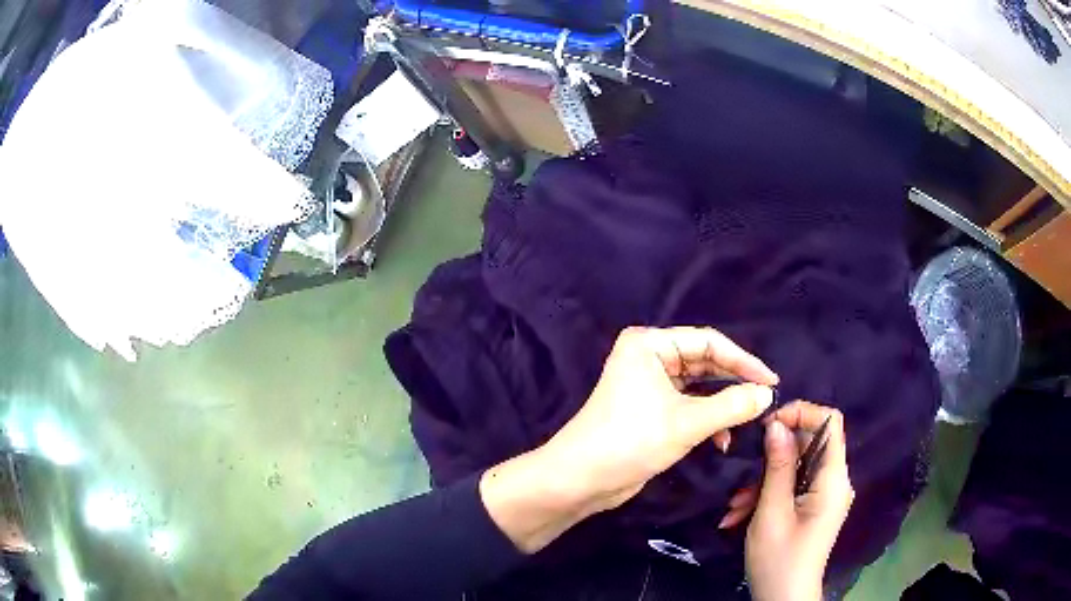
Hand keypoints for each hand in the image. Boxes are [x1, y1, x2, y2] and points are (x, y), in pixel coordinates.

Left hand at [481, 326, 778, 552]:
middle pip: (704, 362)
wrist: (581, 479)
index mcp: (650, 344)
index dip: (743, 361)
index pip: (708, 342)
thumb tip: (767, 394)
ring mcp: (648, 383)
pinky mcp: (650, 409)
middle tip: (764, 399)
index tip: (772, 381)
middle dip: (734, 382)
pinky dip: (706, 420)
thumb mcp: (687, 423)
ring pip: (698, 387)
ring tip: (747, 421)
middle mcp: (649, 357)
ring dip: (722, 405)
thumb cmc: (631, 441)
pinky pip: (688, 406)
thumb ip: (732, 406)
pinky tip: (721, 441)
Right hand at [745, 402, 853, 600]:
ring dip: (763, 481)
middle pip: (810, 444)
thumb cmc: (779, 559)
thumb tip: (776, 424)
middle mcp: (834, 482)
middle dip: (774, 454)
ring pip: (796, 468)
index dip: (803, 413)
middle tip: (742, 469)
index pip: (831, 422)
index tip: (769, 424)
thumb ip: (778, 466)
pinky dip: (767, 496)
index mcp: (833, 479)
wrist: (784, 600)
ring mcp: (823, 496)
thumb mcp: (772, 512)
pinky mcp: (812, 508)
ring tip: (734, 506)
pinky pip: (792, 487)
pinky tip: (740, 515)